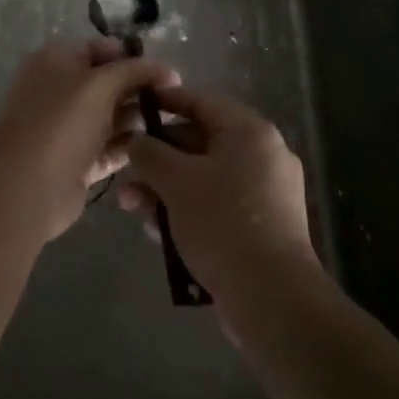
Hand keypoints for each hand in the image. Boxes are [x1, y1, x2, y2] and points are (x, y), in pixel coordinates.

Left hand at [0, 38, 178, 242]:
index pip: (101, 48)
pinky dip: (130, 147)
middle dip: (139, 88)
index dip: (133, 56)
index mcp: (57, 60)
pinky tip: (160, 148)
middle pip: (108, 82)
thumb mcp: (101, 84)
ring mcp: (67, 128)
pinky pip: (110, 148)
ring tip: (175, 123)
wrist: (27, 187)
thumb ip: (136, 71)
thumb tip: (169, 70)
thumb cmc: (61, 122)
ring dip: (139, 118)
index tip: (166, 71)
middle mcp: (60, 90)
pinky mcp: (77, 162)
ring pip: (111, 116)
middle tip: (176, 99)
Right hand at [118, 86, 316, 300]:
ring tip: (134, 209)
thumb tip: (135, 140)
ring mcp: (266, 193)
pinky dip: (188, 211)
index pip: (201, 101)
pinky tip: (158, 233)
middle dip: (158, 160)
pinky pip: (217, 205)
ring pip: (205, 178)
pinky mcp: (262, 227)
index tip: (136, 105)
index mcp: (249, 131)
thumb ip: (150, 153)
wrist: (272, 298)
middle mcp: (263, 154)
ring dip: (167, 190)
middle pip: (200, 143)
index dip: (165, 101)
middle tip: (127, 174)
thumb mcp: (176, 181)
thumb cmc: (222, 222)